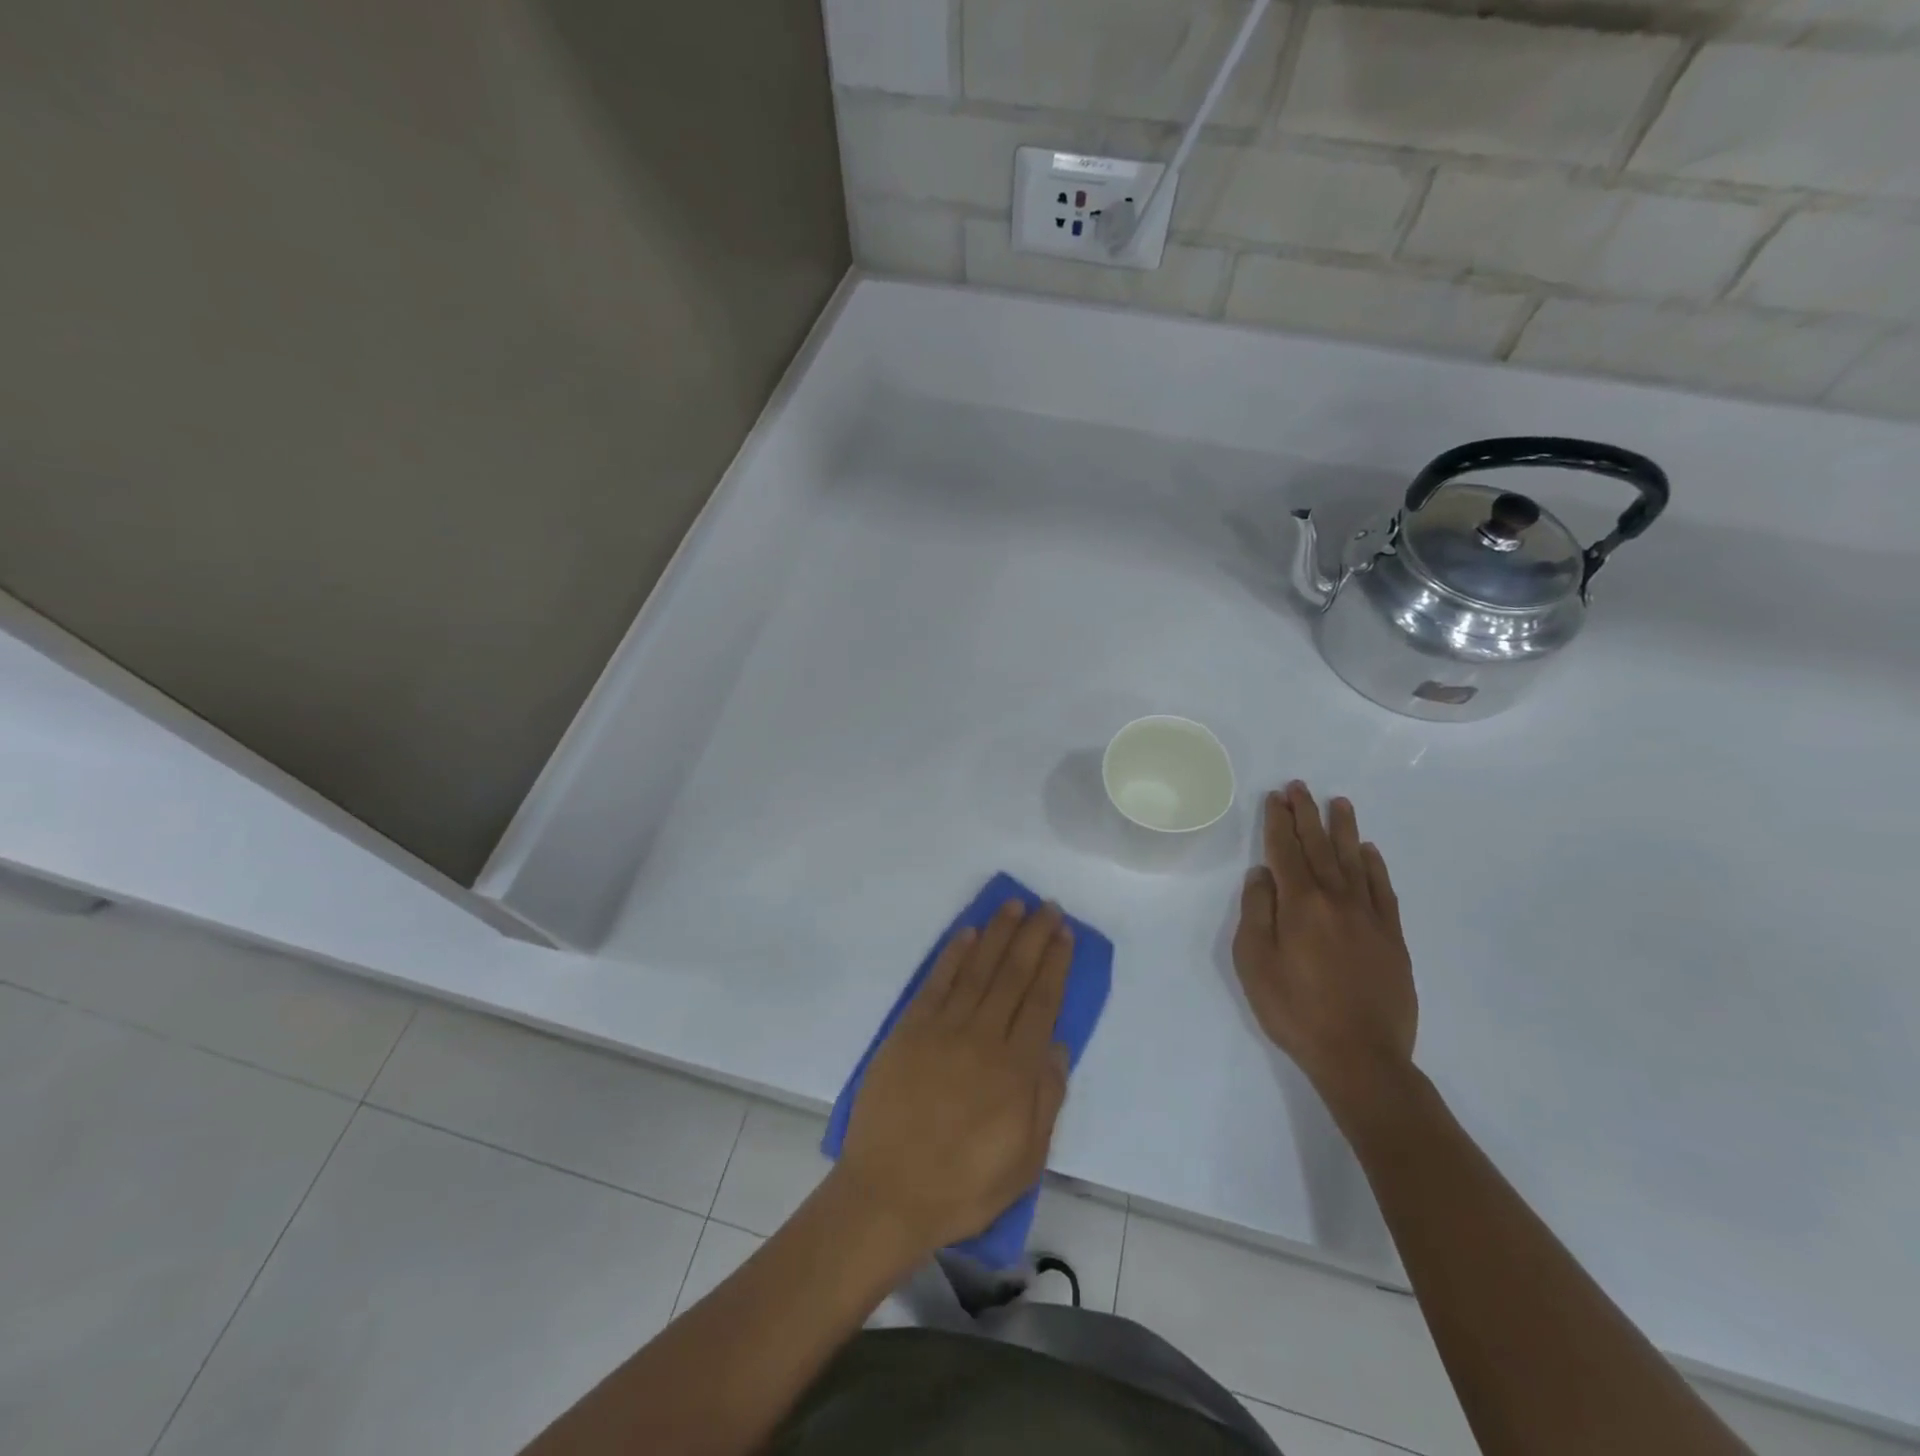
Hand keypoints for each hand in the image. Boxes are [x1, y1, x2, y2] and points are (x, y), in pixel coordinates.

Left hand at [837, 901, 1073, 1254]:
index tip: (1064, 934)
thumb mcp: (1025, 1161)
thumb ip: (1046, 1100)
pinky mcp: (909, 1029)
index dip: (1055, 964)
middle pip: (1014, 975)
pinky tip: (968, 933)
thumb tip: (1059, 1046)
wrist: (888, 1193)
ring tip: (1015, 906)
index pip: (1042, 1001)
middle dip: (1034, 937)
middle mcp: (983, 1038)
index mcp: (1016, 1071)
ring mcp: (943, 1029)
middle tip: (1048, 906)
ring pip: (978, 969)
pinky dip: (954, 954)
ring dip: (999, 934)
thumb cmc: (963, 1186)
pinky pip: (937, 982)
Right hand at [1233, 782, 1417, 1116]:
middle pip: (1319, 848)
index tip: (1276, 797)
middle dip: (1307, 815)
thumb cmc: (1295, 1010)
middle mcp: (1336, 900)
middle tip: (1300, 787)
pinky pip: (1383, 890)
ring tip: (1338, 803)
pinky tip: (1369, 852)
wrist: (1361, 1057)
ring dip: (1343, 830)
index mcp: (1300, 904)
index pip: (1285, 851)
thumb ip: (1256, 912)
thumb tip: (1262, 875)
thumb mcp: (1254, 963)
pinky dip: (1375, 866)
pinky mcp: (1392, 938)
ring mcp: (1369, 918)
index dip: (1279, 822)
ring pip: (1354, 861)